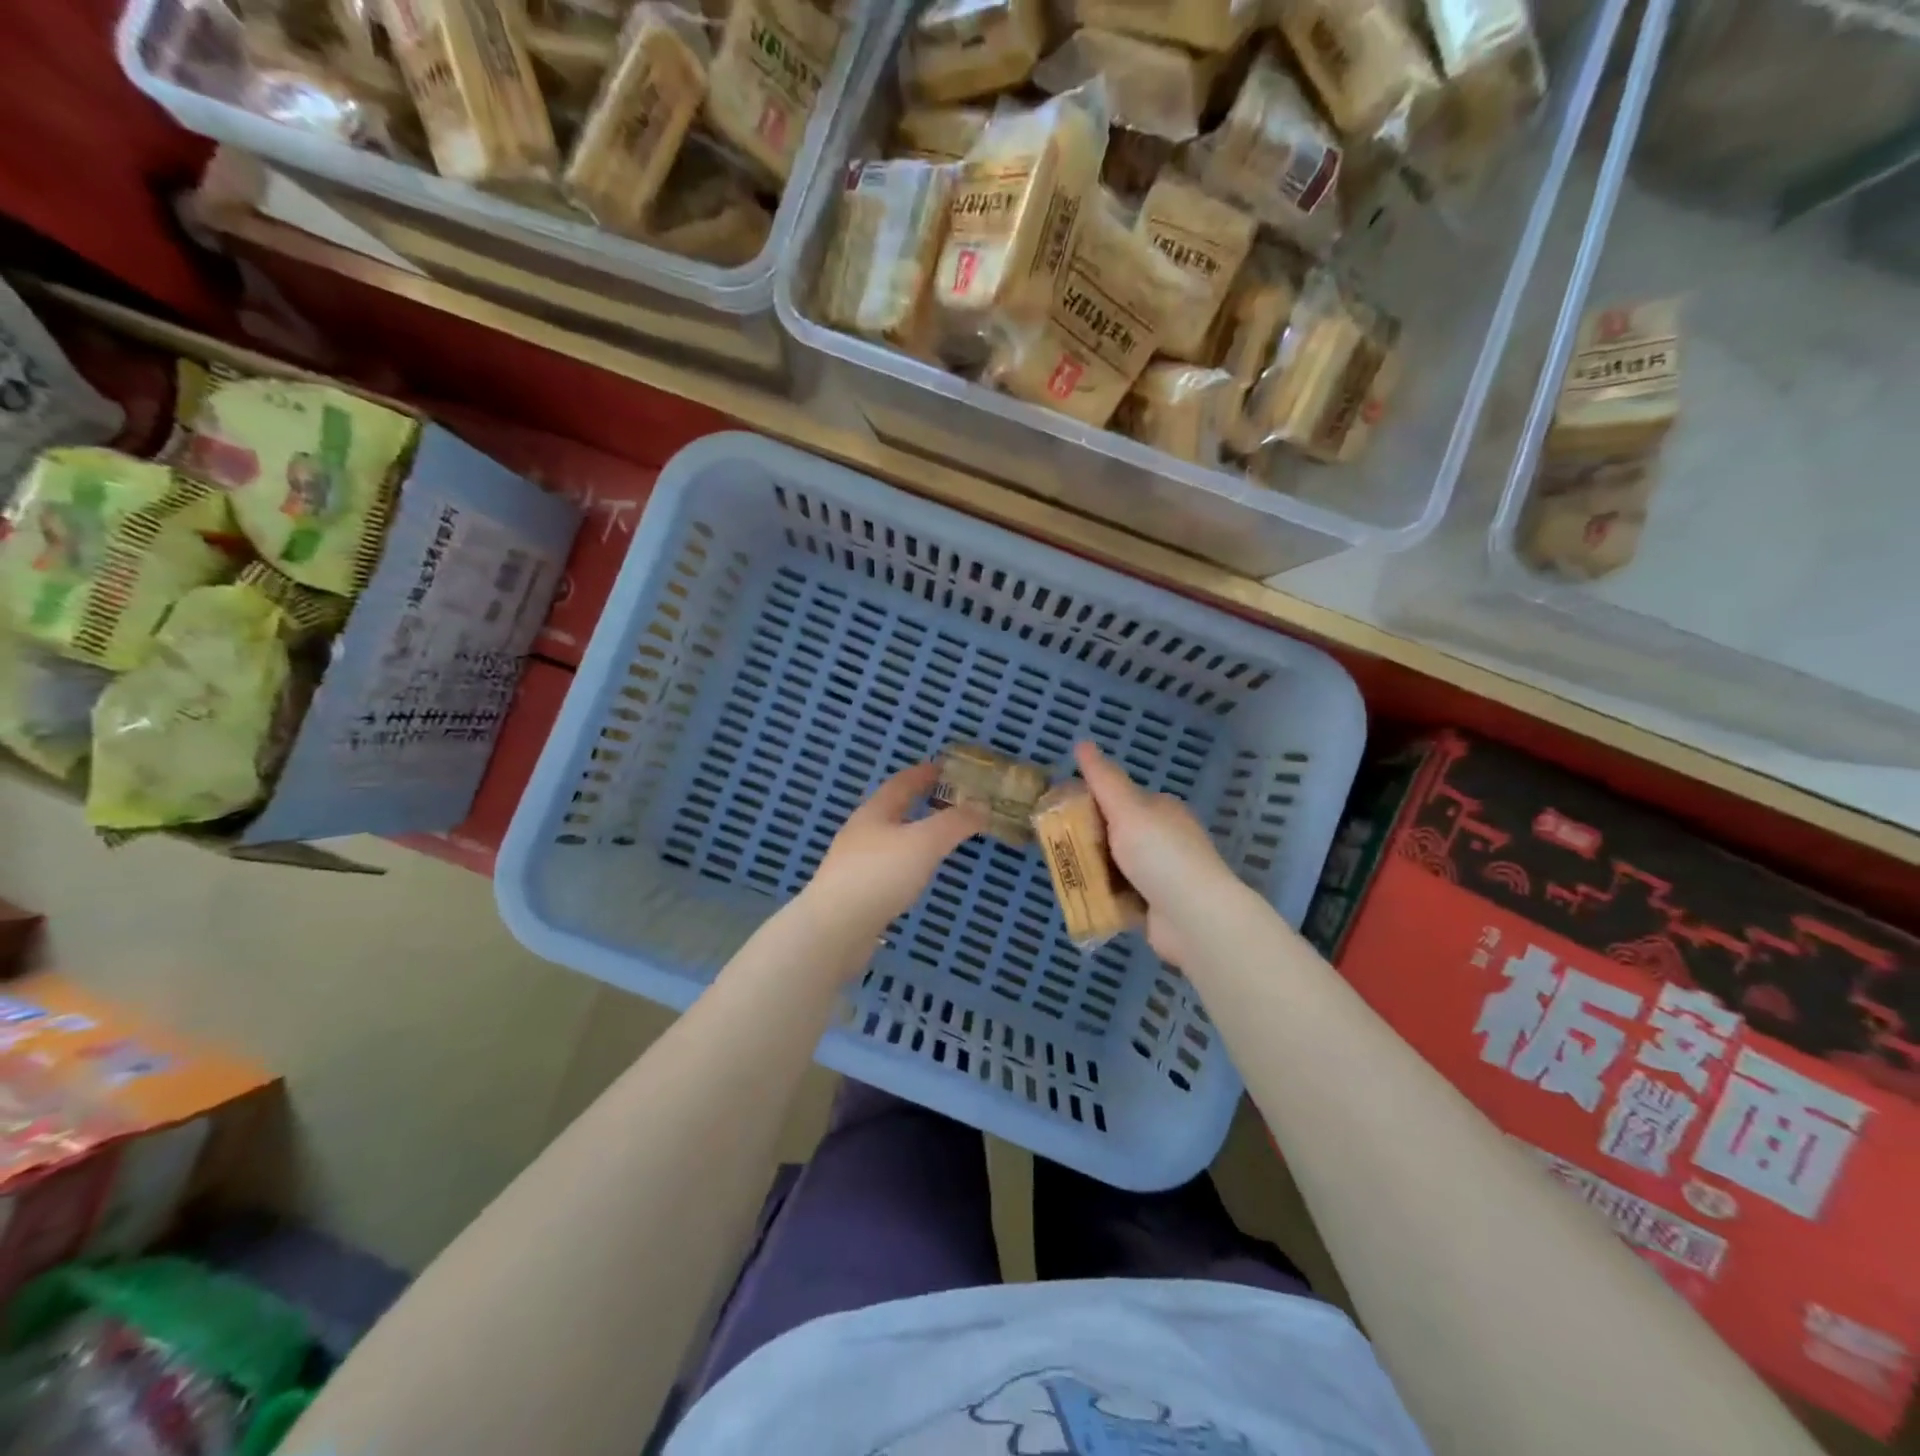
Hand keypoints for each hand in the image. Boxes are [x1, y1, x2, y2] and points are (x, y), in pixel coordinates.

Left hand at [800, 763, 986, 948]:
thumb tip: (982, 805)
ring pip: (887, 838)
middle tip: (946, 803)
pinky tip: (914, 876)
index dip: (923, 773)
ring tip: (935, 839)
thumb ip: (955, 823)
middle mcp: (861, 831)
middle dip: (917, 802)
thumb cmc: (880, 874)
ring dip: (911, 833)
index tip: (943, 767)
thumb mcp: (925, 842)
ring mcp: (853, 862)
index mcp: (875, 811)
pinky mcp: (853, 891)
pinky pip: (885, 866)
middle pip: (891, 809)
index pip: (901, 782)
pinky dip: (904, 862)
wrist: (834, 928)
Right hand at [1074, 741, 1250, 968]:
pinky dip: (1102, 896)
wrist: (1195, 919)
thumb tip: (1082, 742)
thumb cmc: (1160, 856)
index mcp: (1160, 810)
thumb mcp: (1128, 810)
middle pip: (1113, 832)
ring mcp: (1159, 874)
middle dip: (1085, 839)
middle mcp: (1162, 838)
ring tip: (1060, 872)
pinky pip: (1119, 895)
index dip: (1087, 801)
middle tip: (1053, 846)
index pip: (1118, 798)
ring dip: (1091, 869)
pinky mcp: (1153, 906)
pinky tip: (1080, 897)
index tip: (1057, 812)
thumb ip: (1104, 779)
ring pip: (1113, 865)